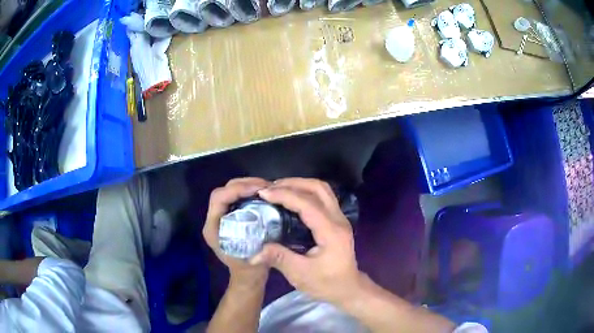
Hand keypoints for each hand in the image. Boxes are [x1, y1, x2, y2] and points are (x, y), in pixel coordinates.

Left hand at [202, 178, 271, 287]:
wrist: (247, 278)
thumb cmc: (250, 269)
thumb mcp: (256, 255)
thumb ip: (260, 236)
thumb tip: (271, 211)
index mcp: (212, 228)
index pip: (219, 198)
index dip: (237, 190)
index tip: (259, 189)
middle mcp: (213, 219)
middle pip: (223, 191)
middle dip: (244, 184)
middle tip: (266, 185)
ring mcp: (221, 217)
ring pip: (229, 191)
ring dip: (248, 185)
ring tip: (267, 187)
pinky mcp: (229, 216)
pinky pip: (236, 197)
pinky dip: (249, 192)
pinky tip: (263, 194)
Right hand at [251, 178, 362, 304]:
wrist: (348, 289)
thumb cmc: (327, 283)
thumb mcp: (300, 274)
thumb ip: (279, 258)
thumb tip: (253, 252)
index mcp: (331, 231)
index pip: (307, 204)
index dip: (284, 195)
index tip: (263, 193)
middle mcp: (338, 219)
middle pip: (318, 188)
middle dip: (293, 183)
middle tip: (270, 188)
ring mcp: (340, 218)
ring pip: (322, 190)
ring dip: (300, 185)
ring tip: (278, 190)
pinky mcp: (337, 221)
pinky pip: (322, 198)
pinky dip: (305, 193)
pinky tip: (291, 200)